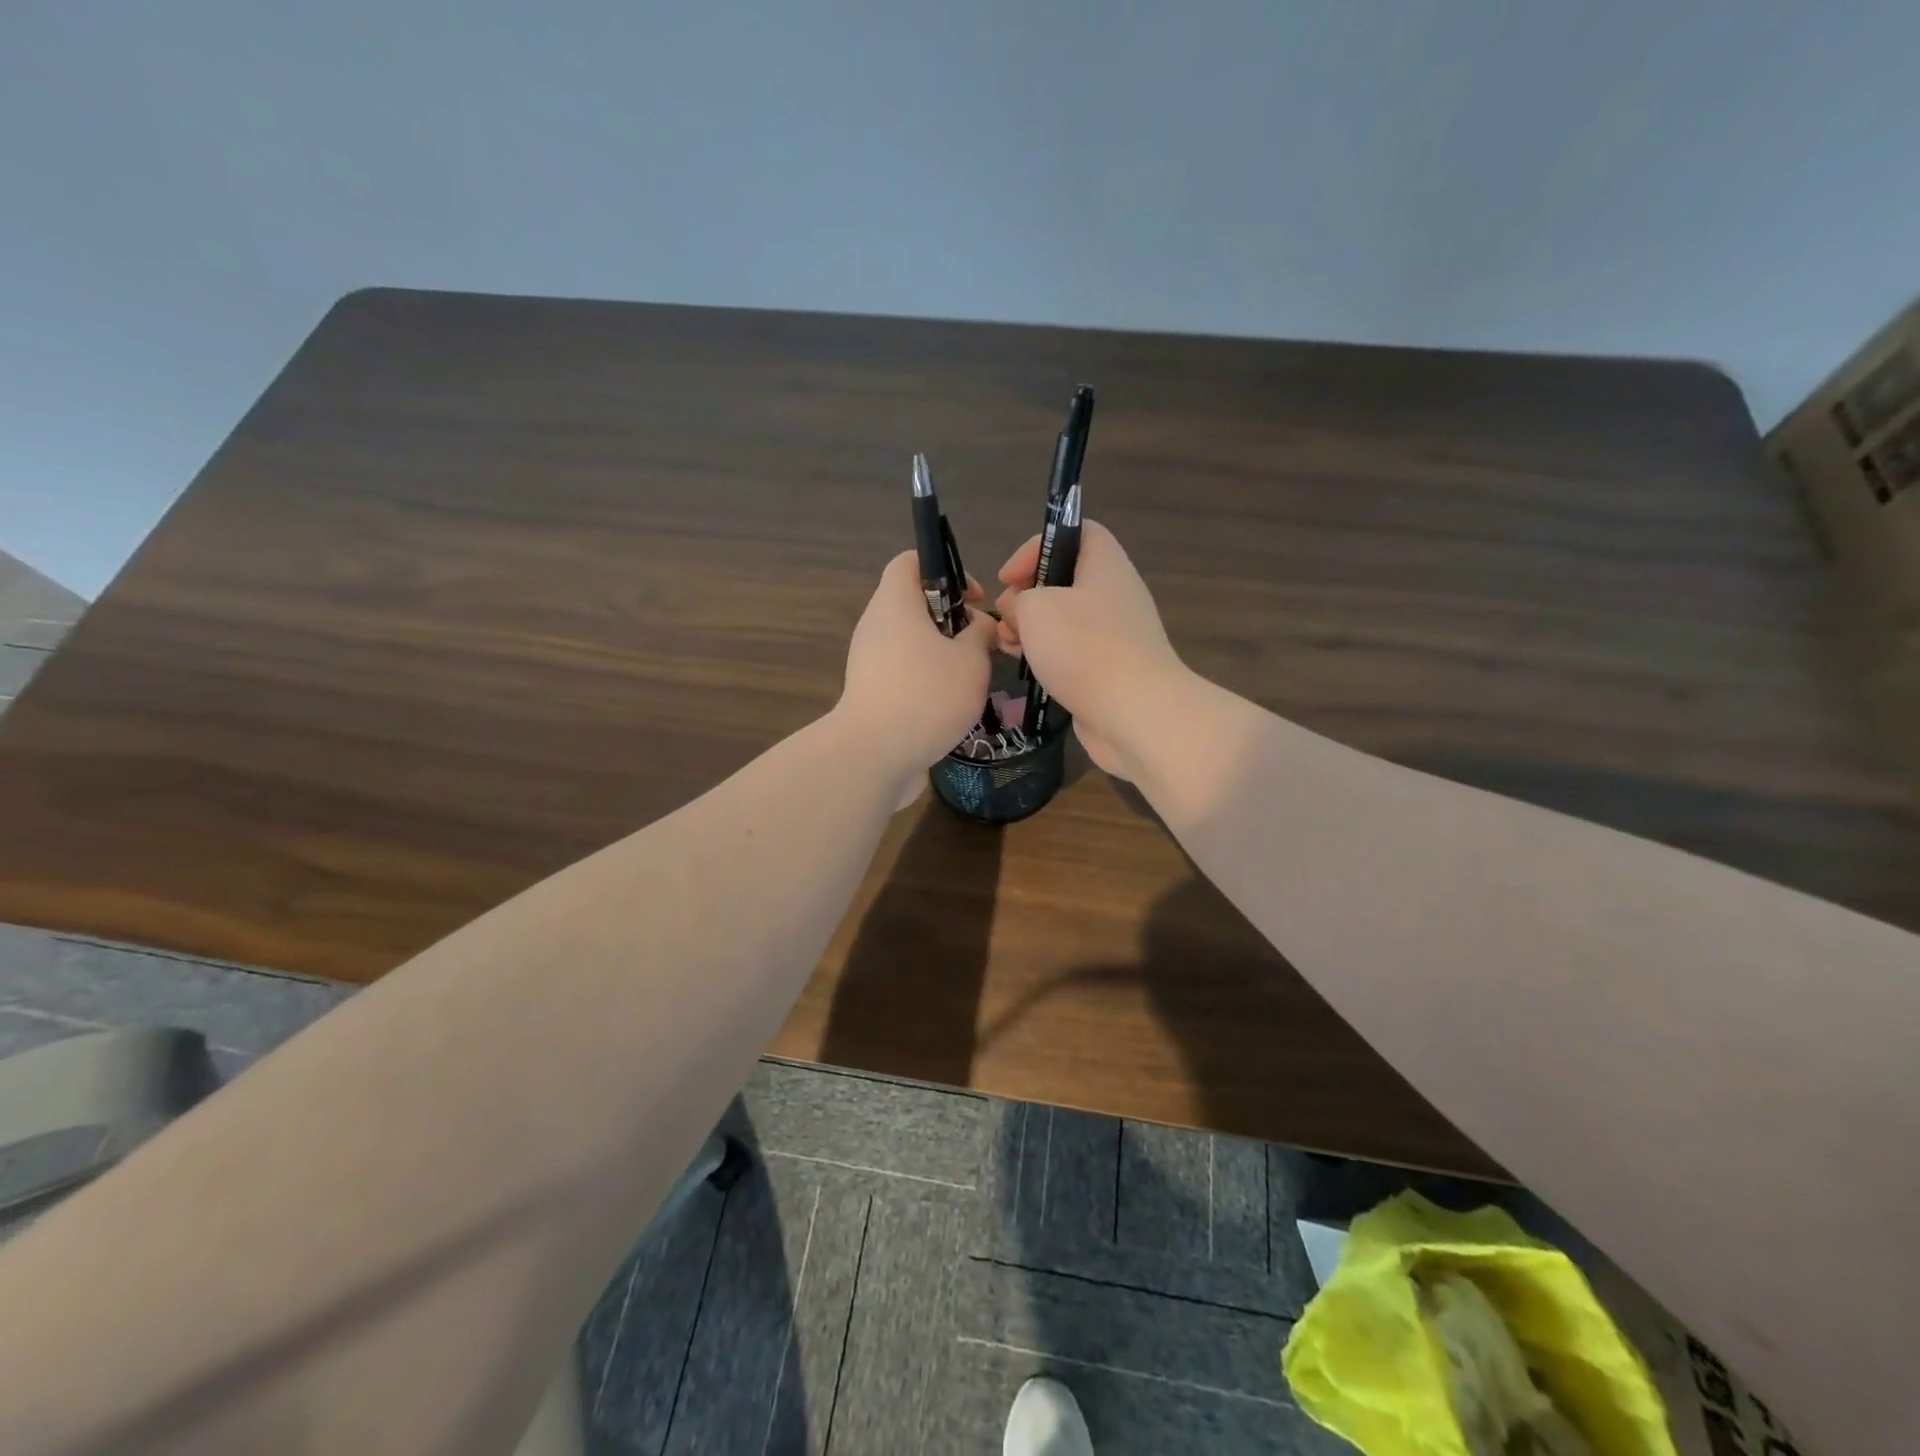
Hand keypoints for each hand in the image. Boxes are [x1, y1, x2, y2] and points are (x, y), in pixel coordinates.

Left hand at [839, 551, 995, 808]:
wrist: (874, 756)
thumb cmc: (926, 695)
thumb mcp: (971, 661)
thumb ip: (980, 636)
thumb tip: (980, 626)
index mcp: (895, 603)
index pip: (910, 561)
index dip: (945, 569)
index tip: (973, 599)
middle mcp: (875, 626)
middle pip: (913, 605)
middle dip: (951, 620)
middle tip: (980, 644)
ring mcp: (868, 663)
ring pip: (910, 643)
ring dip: (942, 655)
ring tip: (971, 678)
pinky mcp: (870, 695)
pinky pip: (903, 674)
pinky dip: (927, 681)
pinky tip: (951, 707)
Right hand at [994, 520, 1186, 780]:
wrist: (1135, 713)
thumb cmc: (1084, 648)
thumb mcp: (1035, 608)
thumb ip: (1019, 600)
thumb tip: (1020, 612)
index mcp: (1105, 565)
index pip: (1076, 531)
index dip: (1038, 545)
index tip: (1009, 577)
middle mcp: (1115, 594)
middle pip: (1065, 578)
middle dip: (1027, 594)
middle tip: (1006, 616)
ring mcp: (1115, 635)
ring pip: (1065, 618)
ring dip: (1032, 627)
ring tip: (1008, 645)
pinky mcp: (1110, 670)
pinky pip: (1073, 651)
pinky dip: (1048, 655)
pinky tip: (1027, 668)